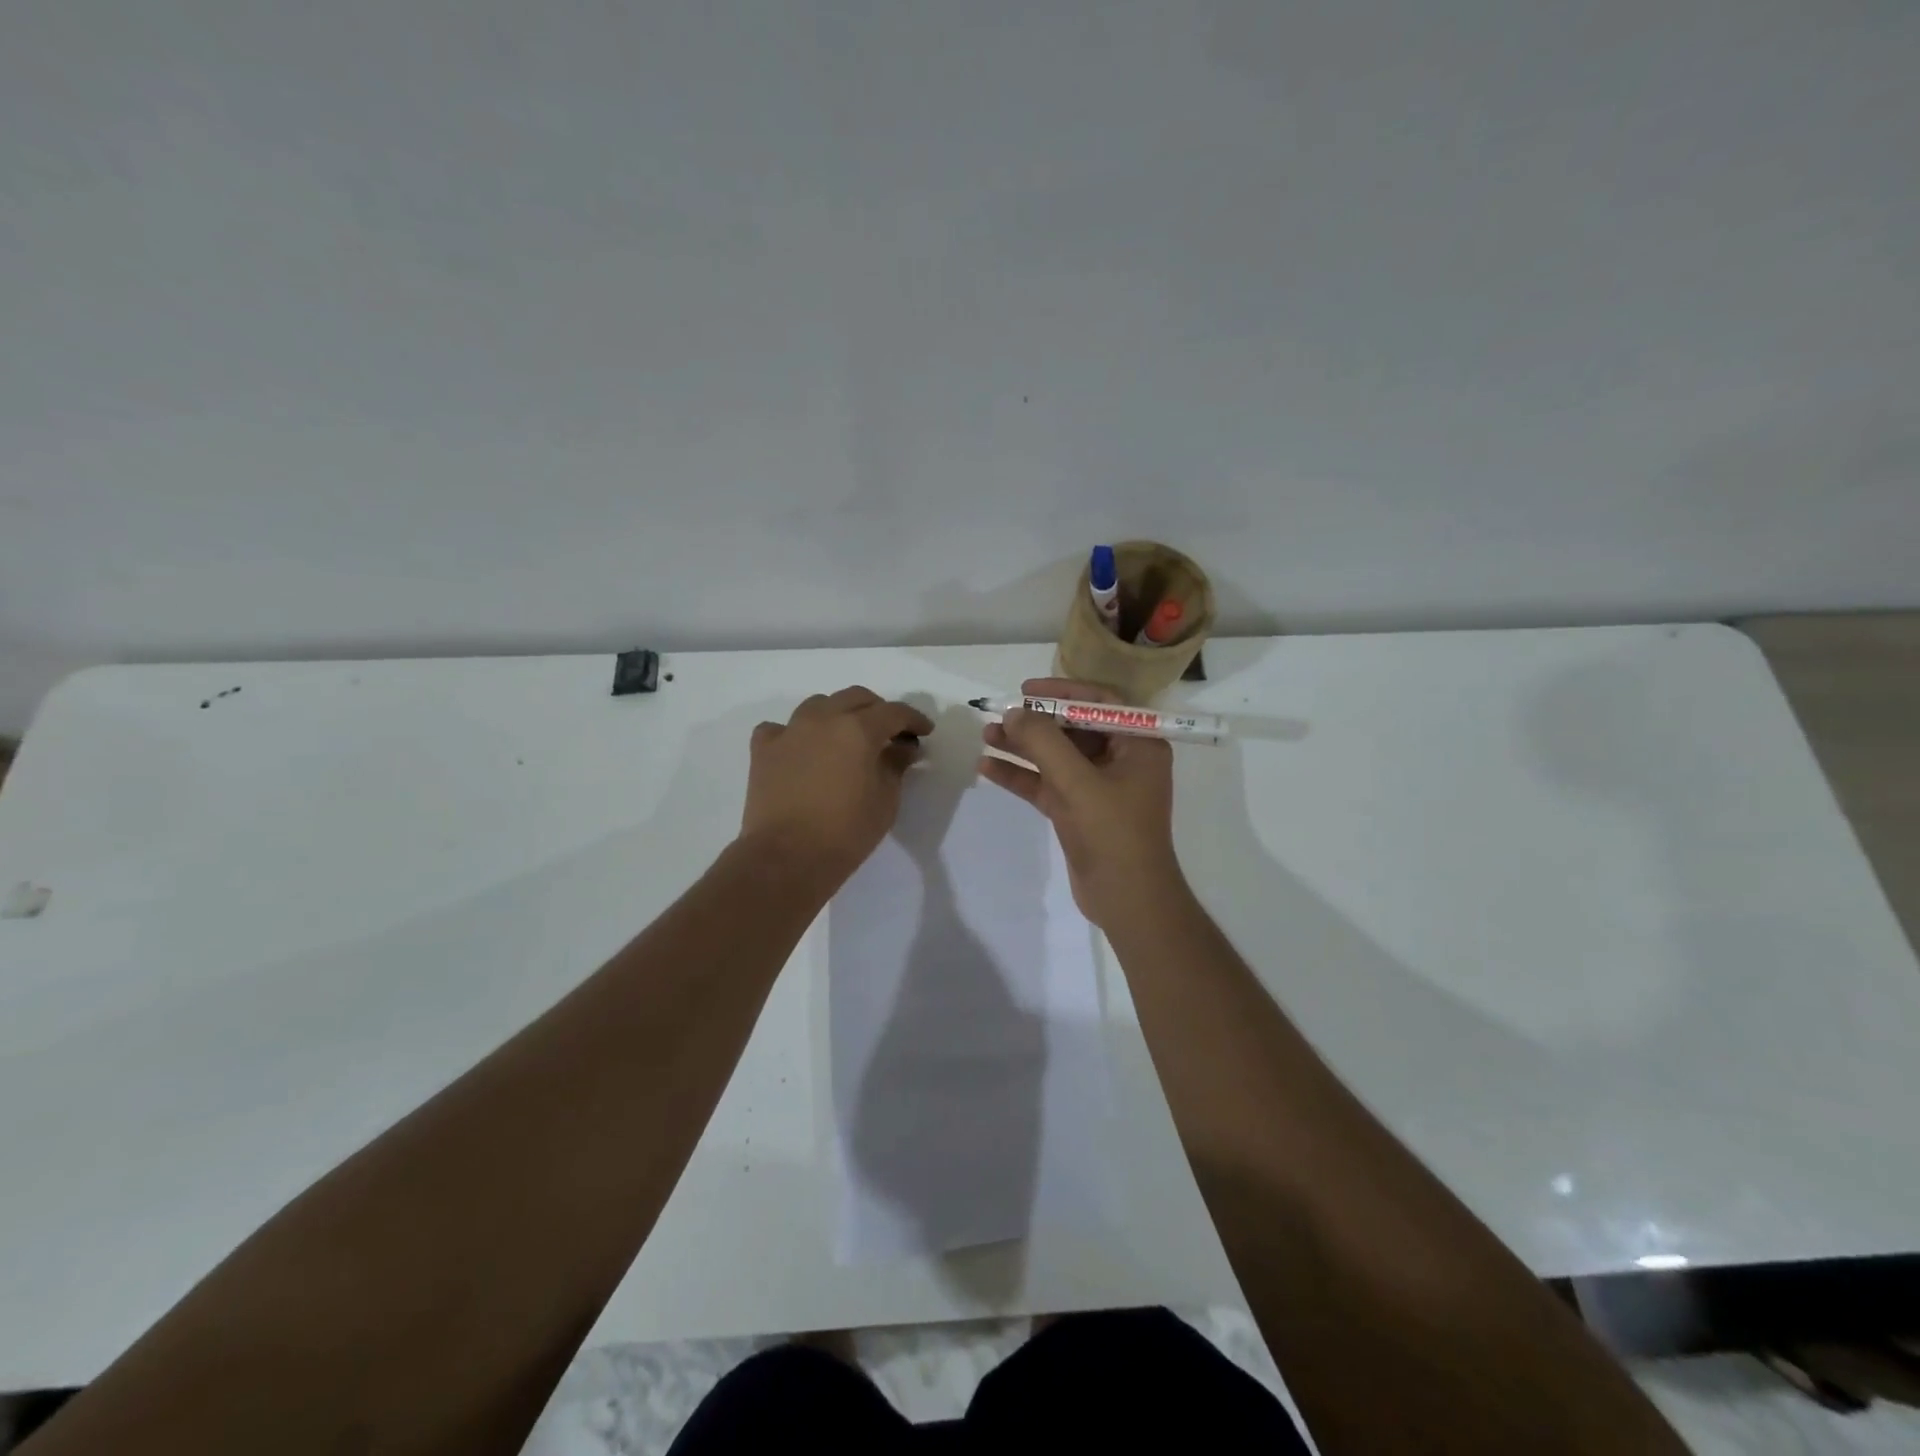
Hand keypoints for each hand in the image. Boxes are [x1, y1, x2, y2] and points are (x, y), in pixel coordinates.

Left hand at [740, 686, 934, 886]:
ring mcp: (789, 731)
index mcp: (858, 729)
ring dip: (838, 714)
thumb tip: (903, 747)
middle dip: (878, 711)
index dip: (913, 719)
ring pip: (818, 705)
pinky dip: (795, 733)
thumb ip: (896, 765)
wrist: (786, 858)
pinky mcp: (763, 750)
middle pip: (856, 698)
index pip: (894, 712)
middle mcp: (823, 719)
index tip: (924, 732)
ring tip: (846, 738)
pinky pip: (781, 728)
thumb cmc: (846, 832)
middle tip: (889, 734)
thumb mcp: (885, 800)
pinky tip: (801, 750)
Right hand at [977, 677, 1182, 927]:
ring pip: (1056, 757)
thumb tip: (1015, 713)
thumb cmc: (1113, 833)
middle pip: (1072, 729)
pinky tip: (988, 768)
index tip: (1026, 690)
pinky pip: (1047, 783)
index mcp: (1138, 744)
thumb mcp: (1078, 782)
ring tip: (986, 736)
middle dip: (1034, 722)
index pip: (1099, 702)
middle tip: (998, 714)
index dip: (1062, 691)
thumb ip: (1044, 743)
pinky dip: (1021, 776)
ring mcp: (1098, 787)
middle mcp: (1121, 759)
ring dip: (1022, 747)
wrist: (1127, 900)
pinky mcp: (1079, 810)